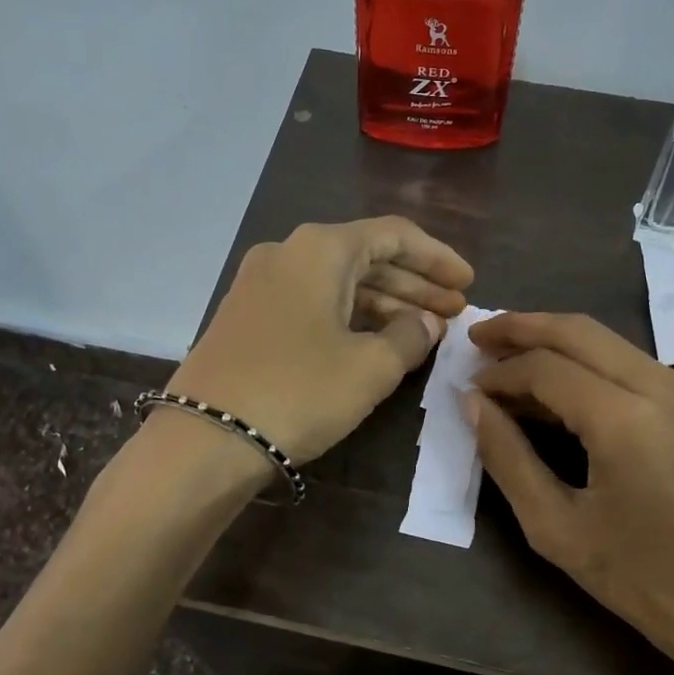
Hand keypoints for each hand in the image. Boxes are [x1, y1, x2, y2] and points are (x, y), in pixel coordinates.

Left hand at [167, 217, 473, 463]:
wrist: (206, 438)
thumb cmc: (298, 392)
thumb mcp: (370, 368)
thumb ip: (409, 336)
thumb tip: (425, 323)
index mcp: (320, 249)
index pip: (394, 235)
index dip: (437, 258)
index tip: (468, 284)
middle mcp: (287, 253)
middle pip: (366, 258)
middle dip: (414, 285)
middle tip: (453, 314)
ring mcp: (260, 285)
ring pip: (338, 284)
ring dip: (384, 304)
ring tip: (423, 333)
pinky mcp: (247, 318)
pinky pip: (312, 305)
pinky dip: (349, 319)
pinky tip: (374, 343)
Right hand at [467, 313, 673, 674]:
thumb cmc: (644, 580)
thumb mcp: (556, 528)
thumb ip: (508, 458)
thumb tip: (474, 404)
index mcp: (626, 418)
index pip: (546, 367)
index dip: (499, 372)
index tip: (466, 388)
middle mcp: (663, 386)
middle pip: (579, 331)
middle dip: (523, 327)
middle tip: (478, 337)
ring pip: (608, 342)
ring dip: (556, 342)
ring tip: (509, 359)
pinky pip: (631, 366)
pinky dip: (587, 365)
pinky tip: (559, 389)